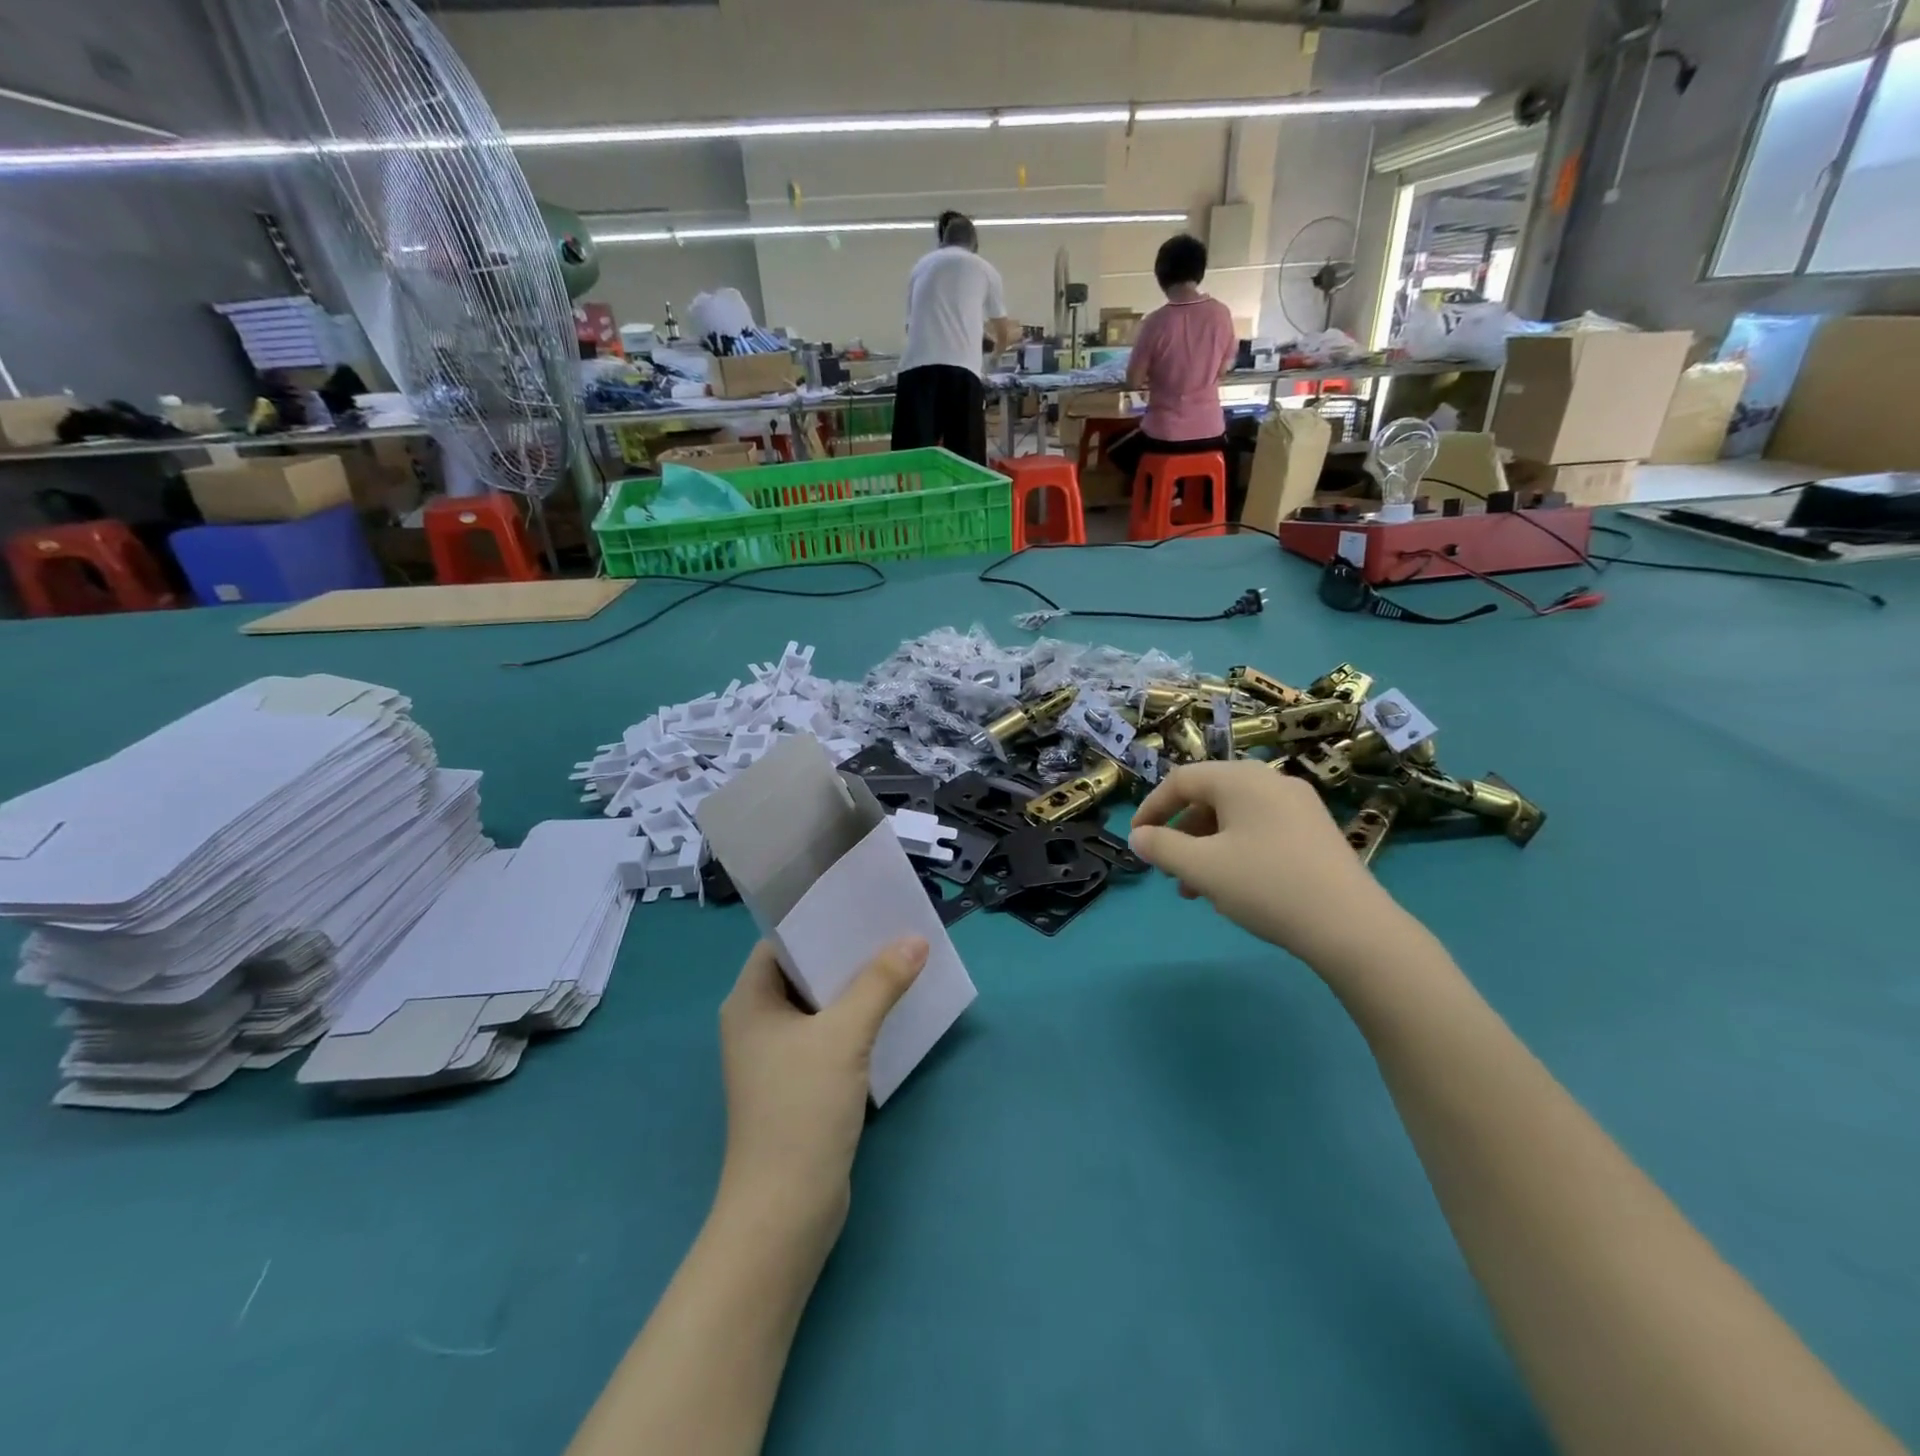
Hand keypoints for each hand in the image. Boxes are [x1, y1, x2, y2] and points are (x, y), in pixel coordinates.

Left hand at [717, 938, 928, 1231]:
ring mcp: (776, 1055)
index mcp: (750, 1000)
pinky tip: (893, 1009)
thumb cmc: (801, 1109)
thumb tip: (916, 939)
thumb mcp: (845, 1036)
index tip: (862, 904)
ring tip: (902, 958)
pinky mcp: (798, 1082)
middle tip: (893, 926)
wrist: (785, 1211)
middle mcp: (757, 1021)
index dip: (820, 920)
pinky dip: (857, 1018)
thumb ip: (880, 983)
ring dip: (857, 985)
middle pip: (804, 970)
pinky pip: (829, 1033)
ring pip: (820, 1003)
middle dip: (847, 951)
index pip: (782, 941)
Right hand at [1128, 761, 1397, 969]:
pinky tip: (1234, 887)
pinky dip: (1236, 851)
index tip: (1137, 839)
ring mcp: (1299, 805)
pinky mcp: (1316, 832)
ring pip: (1235, 818)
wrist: (1351, 927)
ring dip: (1206, 847)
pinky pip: (1261, 830)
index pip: (1181, 780)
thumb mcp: (1202, 868)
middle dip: (1181, 833)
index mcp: (1241, 779)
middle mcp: (1271, 781)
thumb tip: (1138, 836)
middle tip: (1168, 868)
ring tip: (1195, 889)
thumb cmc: (1266, 886)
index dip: (1152, 808)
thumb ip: (1162, 848)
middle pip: (1209, 797)